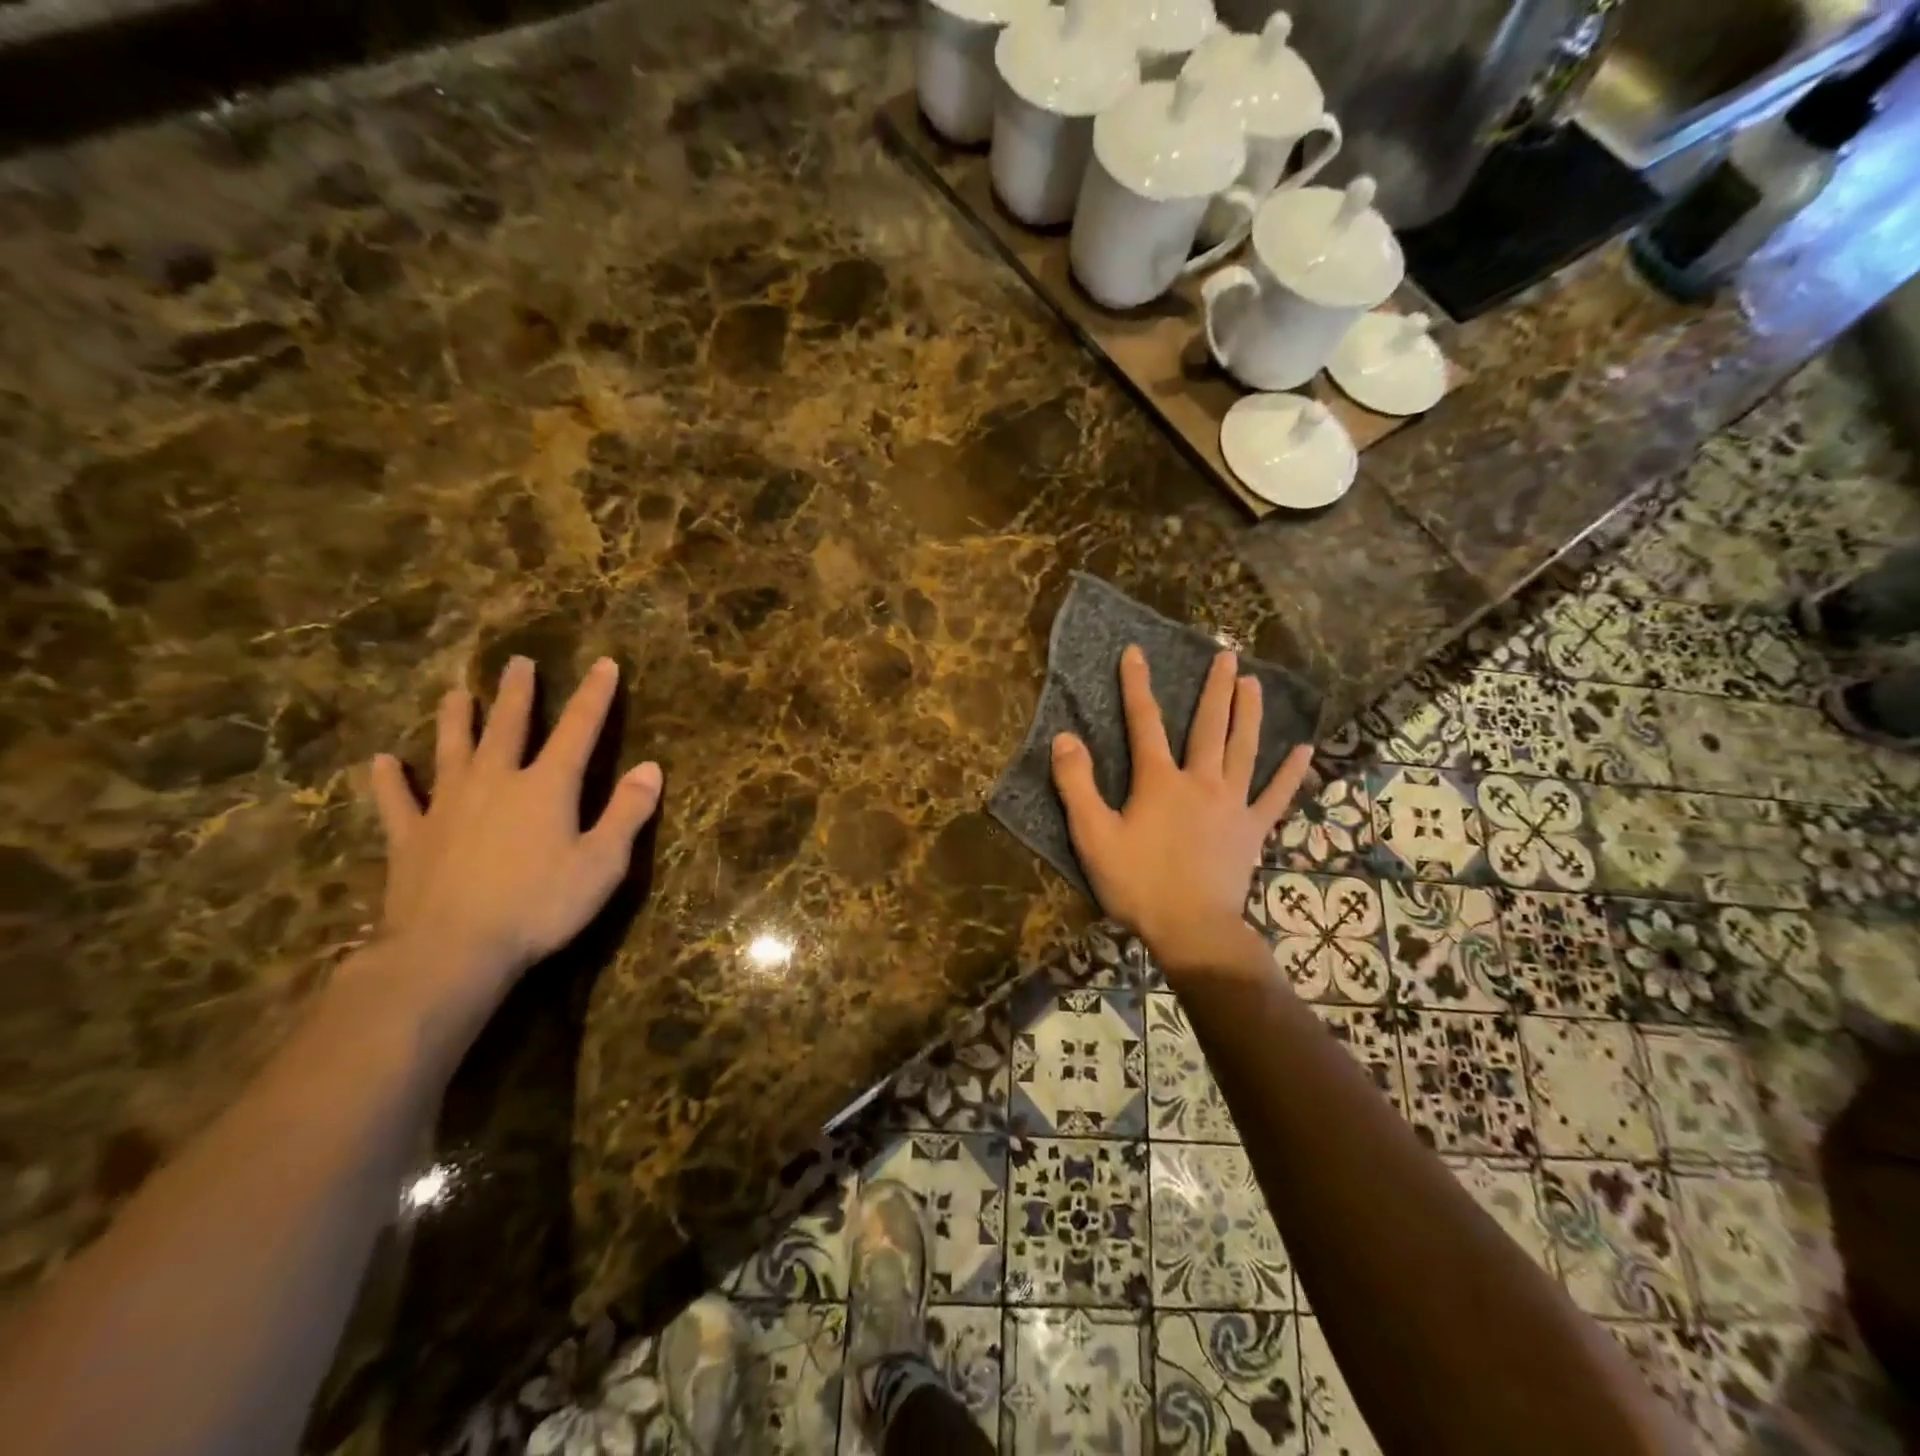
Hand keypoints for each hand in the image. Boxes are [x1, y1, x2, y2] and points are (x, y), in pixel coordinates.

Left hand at [366, 655, 662, 1024]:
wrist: (450, 951)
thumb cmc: (539, 906)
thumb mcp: (602, 864)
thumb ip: (627, 813)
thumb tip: (651, 768)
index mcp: (547, 787)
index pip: (578, 730)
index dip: (595, 696)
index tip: (604, 663)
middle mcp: (496, 782)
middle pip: (508, 728)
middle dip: (517, 695)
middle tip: (517, 663)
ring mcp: (447, 806)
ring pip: (451, 750)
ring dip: (456, 721)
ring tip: (456, 694)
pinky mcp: (411, 837)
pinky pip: (397, 800)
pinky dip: (388, 780)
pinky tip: (381, 762)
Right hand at [1049, 645, 1313, 978]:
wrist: (1192, 929)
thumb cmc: (1138, 883)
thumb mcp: (1093, 835)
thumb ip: (1077, 785)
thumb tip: (1065, 737)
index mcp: (1159, 781)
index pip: (1145, 722)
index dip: (1137, 686)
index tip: (1136, 652)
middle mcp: (1201, 781)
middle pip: (1208, 726)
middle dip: (1215, 688)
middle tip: (1227, 654)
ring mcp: (1233, 804)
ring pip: (1244, 749)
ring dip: (1249, 713)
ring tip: (1254, 683)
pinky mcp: (1253, 830)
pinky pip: (1276, 795)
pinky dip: (1290, 773)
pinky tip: (1303, 750)